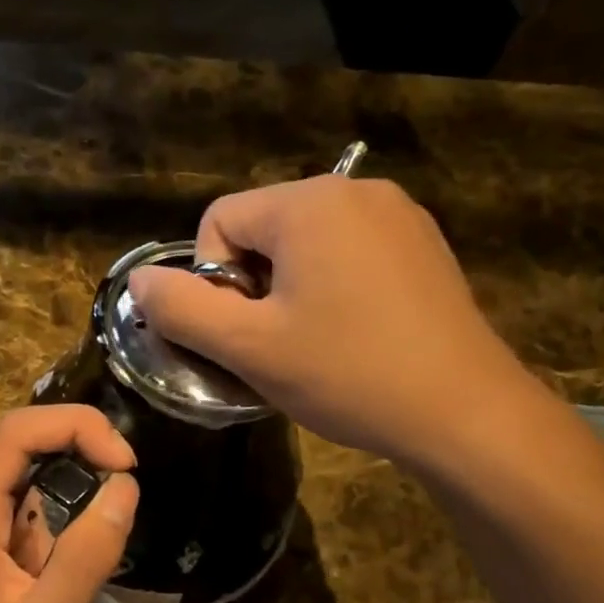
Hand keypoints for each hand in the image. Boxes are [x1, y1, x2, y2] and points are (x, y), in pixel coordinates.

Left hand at [0, 406, 138, 602]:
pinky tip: (54, 572)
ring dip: (63, 503)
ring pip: (19, 483)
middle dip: (77, 460)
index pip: (18, 430)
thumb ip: (89, 551)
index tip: (125, 463)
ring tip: (80, 559)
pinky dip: (47, 526)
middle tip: (121, 494)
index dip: (78, 427)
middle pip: (18, 448)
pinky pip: (12, 514)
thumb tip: (126, 487)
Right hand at [126, 175, 536, 471]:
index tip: (244, 332)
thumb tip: (139, 281)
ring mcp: (399, 216)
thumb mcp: (248, 347)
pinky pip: (350, 255)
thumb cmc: (348, 374)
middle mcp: (356, 191)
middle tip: (278, 345)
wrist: (464, 412)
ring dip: (290, 292)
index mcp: (310, 202)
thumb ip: (181, 309)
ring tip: (316, 345)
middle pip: (263, 229)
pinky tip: (355, 336)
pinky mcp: (423, 246)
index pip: (219, 220)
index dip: (213, 282)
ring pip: (306, 246)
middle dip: (253, 286)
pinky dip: (333, 290)